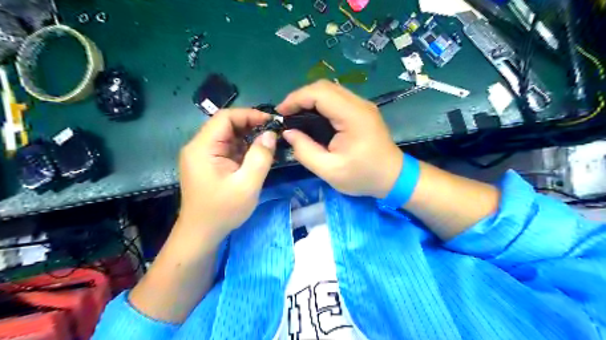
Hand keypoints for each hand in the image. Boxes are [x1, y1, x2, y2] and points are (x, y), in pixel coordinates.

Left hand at [176, 108, 277, 243]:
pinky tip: (256, 156)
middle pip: (225, 125)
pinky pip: (227, 148)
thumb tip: (270, 134)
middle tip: (272, 133)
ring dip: (248, 138)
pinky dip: (243, 149)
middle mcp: (199, 147)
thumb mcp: (247, 185)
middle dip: (250, 126)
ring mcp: (202, 155)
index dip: (249, 114)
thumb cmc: (223, 211)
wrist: (202, 234)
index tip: (271, 122)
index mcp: (203, 148)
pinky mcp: (207, 163)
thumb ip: (260, 157)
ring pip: (227, 136)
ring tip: (267, 145)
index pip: (225, 117)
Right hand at [277, 79, 400, 198]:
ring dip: (310, 99)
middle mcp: (359, 104)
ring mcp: (362, 105)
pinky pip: (337, 99)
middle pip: (324, 87)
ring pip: (330, 90)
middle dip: (301, 97)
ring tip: (295, 116)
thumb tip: (289, 133)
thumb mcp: (330, 170)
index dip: (296, 98)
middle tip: (287, 115)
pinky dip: (320, 104)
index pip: (320, 93)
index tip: (281, 113)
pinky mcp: (362, 110)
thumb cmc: (363, 176)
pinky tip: (312, 117)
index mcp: (353, 116)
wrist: (393, 177)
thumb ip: (305, 151)